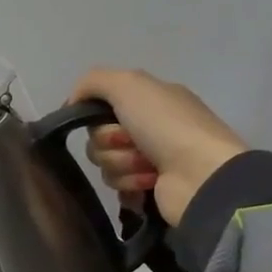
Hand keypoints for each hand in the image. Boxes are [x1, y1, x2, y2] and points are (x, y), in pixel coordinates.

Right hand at [70, 67, 248, 225]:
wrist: (200, 174)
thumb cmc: (167, 125)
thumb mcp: (129, 85)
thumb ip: (93, 82)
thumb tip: (70, 103)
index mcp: (149, 100)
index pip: (100, 107)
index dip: (96, 117)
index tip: (101, 121)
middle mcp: (150, 127)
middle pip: (98, 139)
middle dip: (110, 145)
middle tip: (132, 144)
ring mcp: (151, 159)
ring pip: (106, 165)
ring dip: (123, 166)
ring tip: (149, 168)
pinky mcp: (149, 188)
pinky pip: (118, 188)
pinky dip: (129, 186)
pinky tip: (147, 184)